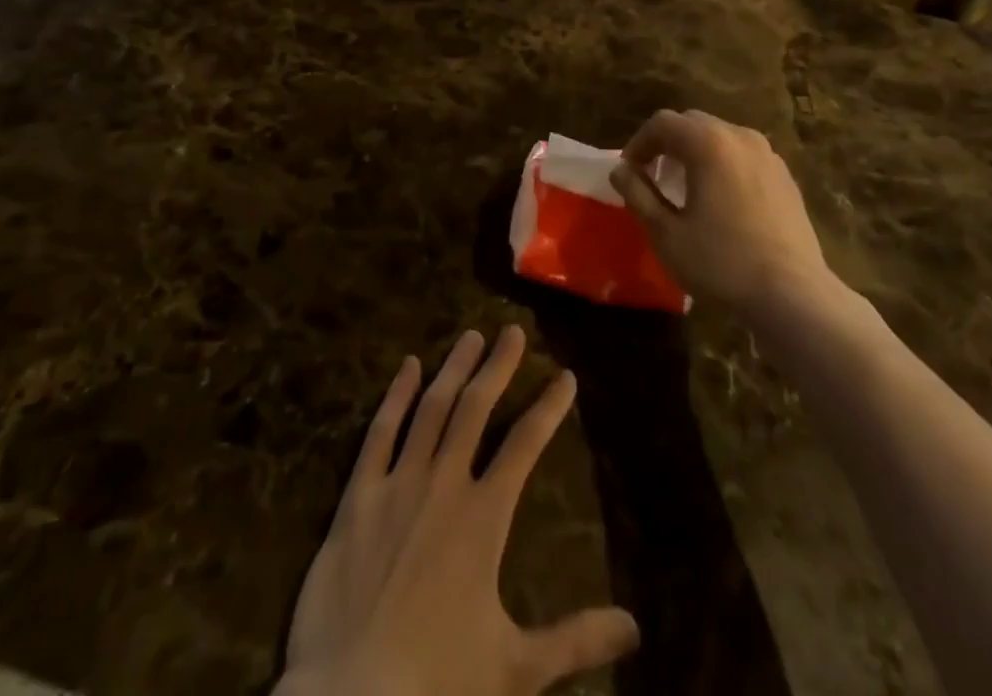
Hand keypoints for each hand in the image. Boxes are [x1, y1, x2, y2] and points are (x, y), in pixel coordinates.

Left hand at [278, 327, 638, 695]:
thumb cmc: (436, 684)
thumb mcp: (516, 669)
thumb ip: (575, 639)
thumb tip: (635, 627)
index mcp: (483, 516)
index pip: (526, 445)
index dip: (549, 407)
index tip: (566, 376)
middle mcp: (444, 484)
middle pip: (476, 408)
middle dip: (498, 367)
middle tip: (512, 330)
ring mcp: (398, 484)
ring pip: (432, 408)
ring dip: (453, 368)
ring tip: (470, 335)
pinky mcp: (357, 496)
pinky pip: (380, 433)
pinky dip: (396, 396)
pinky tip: (408, 367)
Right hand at [608, 109, 829, 317]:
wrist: (793, 294)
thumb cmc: (721, 262)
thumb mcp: (666, 233)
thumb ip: (638, 194)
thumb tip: (620, 170)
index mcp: (708, 143)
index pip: (663, 123)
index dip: (639, 143)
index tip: (628, 172)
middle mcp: (740, 136)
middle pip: (693, 123)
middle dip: (667, 143)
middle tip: (652, 176)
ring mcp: (768, 154)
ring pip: (720, 136)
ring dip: (696, 152)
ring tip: (685, 187)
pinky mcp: (785, 176)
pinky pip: (744, 155)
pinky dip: (723, 163)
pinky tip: (721, 200)